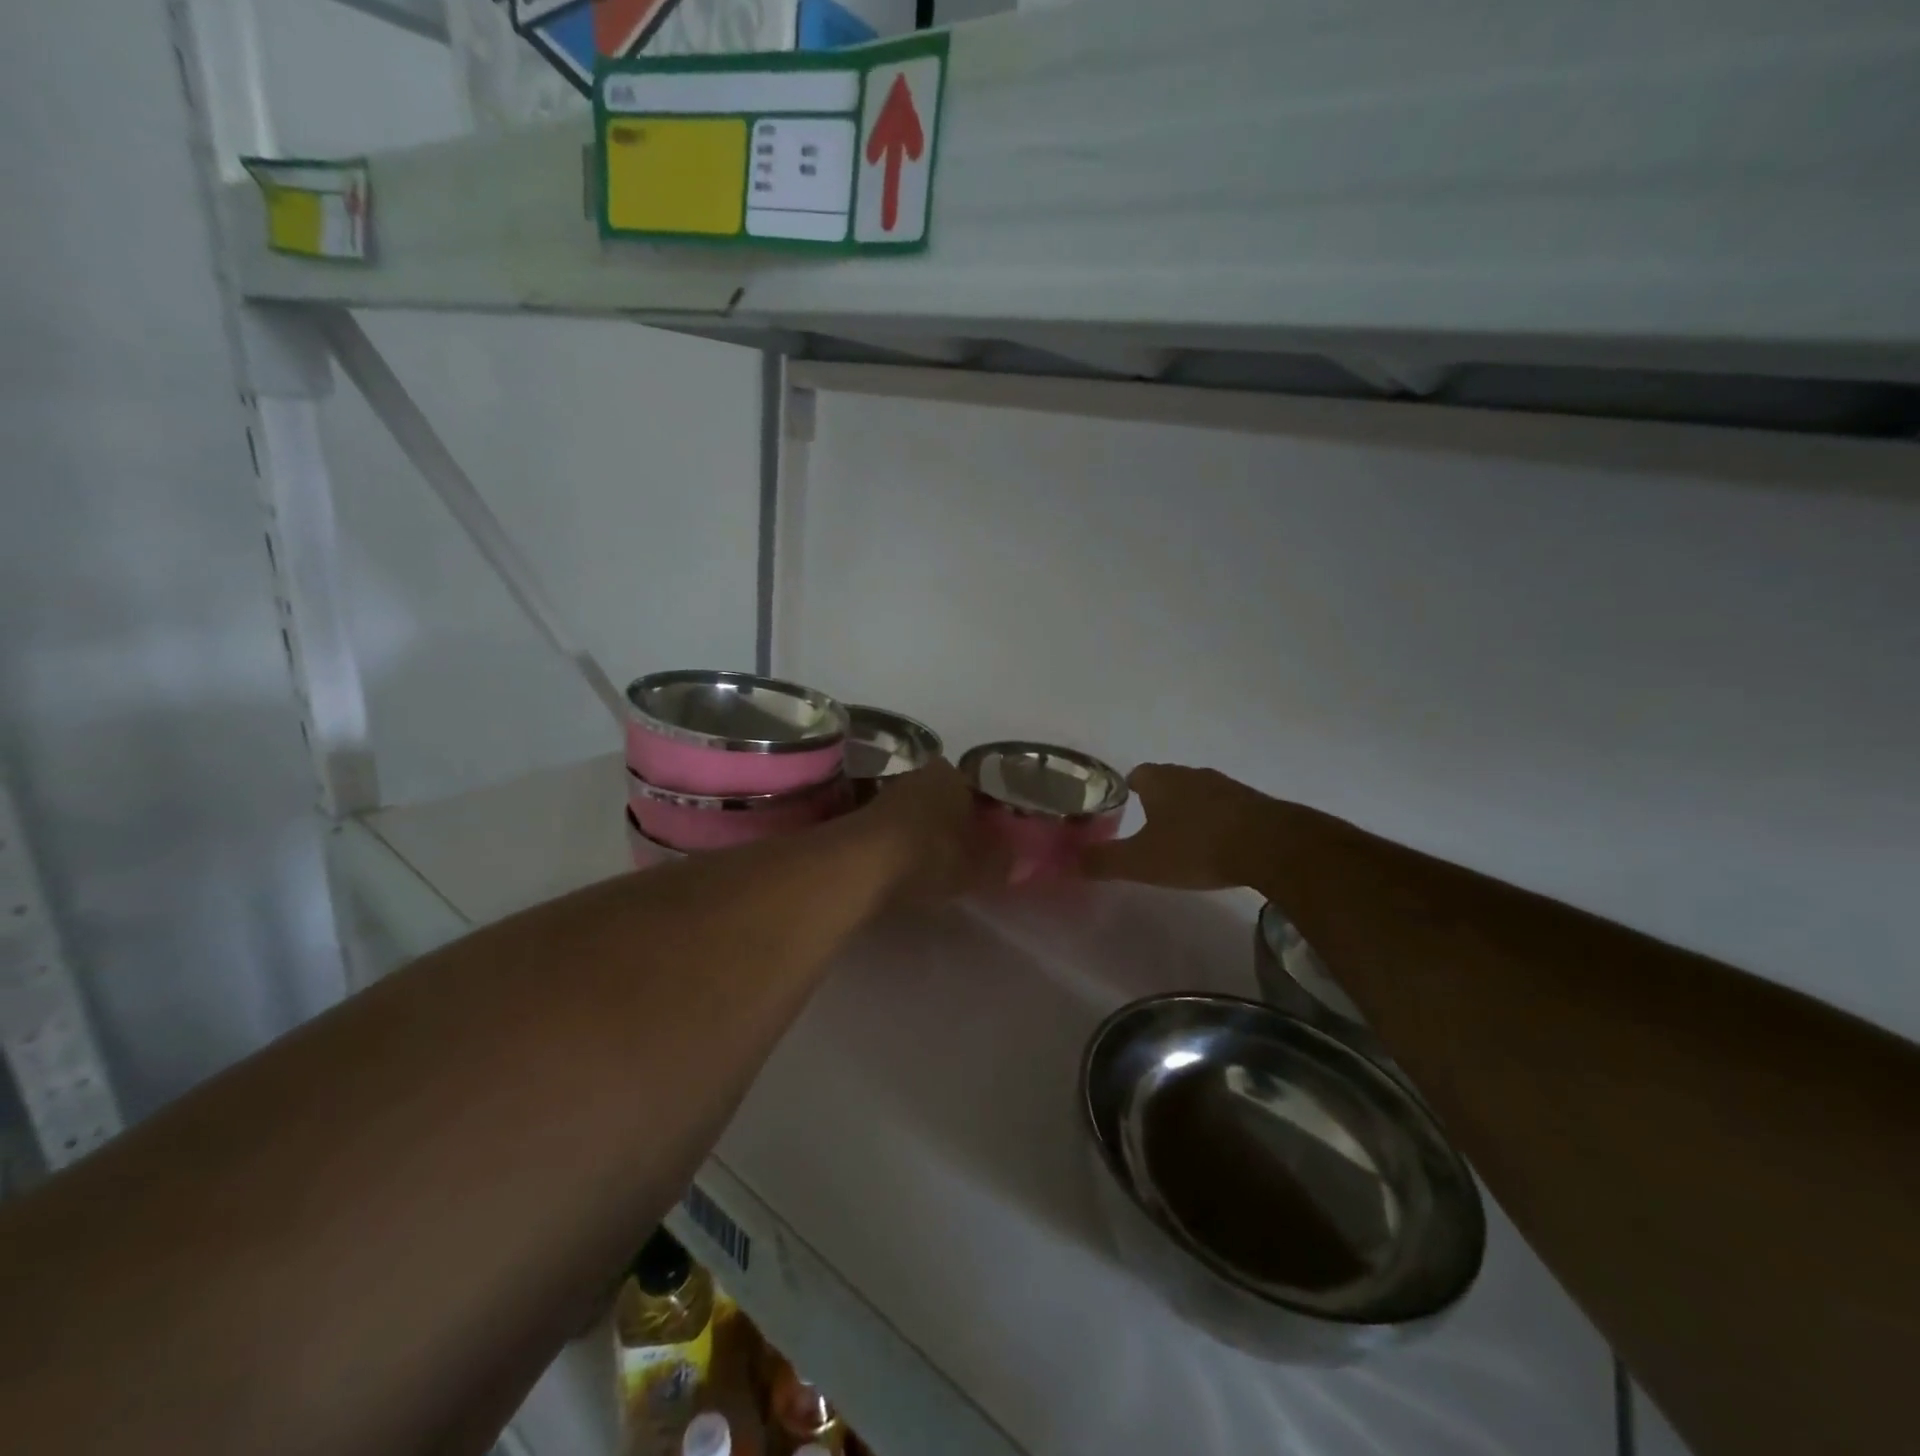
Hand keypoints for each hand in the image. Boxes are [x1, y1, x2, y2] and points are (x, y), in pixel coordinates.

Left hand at [858, 757, 1007, 900]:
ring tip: (933, 866)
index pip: (974, 787)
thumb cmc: (932, 854)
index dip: (982, 812)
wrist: (864, 864)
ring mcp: (884, 794)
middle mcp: (918, 775)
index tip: (987, 837)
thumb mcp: (979, 866)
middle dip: (950, 820)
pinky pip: (891, 832)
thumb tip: (1019, 861)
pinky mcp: (859, 819)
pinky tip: (904, 870)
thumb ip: (1002, 862)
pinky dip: (899, 847)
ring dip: (922, 834)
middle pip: (941, 797)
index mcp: (951, 774)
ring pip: (914, 813)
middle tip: (962, 852)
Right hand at [1081, 764, 1270, 889]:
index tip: (1123, 810)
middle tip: (1148, 827)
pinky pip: (1225, 807)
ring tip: (1182, 838)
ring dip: (1188, 810)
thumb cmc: (1196, 847)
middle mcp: (1191, 774)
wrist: (1270, 845)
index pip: (1136, 774)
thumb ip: (1105, 861)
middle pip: (1167, 781)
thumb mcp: (1142, 862)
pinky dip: (1216, 820)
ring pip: (1197, 792)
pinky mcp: (1253, 802)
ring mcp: (1225, 785)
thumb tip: (1071, 860)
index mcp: (1160, 780)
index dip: (1127, 790)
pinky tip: (1217, 844)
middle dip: (1157, 800)